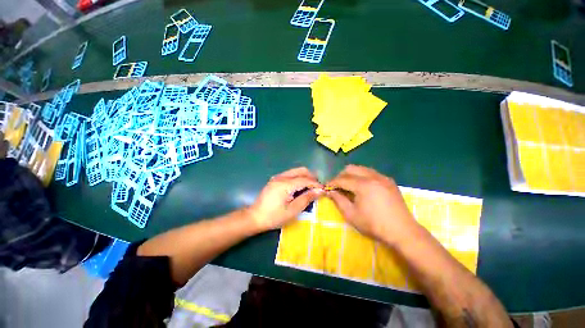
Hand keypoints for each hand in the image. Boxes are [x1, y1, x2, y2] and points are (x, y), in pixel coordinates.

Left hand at [249, 167, 323, 231]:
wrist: (255, 217)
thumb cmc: (274, 217)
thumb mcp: (293, 210)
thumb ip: (306, 198)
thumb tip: (319, 191)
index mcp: (285, 184)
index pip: (305, 179)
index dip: (315, 183)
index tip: (324, 189)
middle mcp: (281, 177)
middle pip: (301, 170)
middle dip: (311, 177)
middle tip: (317, 187)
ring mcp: (277, 177)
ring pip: (295, 171)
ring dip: (305, 176)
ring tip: (310, 187)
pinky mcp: (275, 180)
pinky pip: (290, 174)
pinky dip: (298, 178)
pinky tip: (300, 187)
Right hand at [326, 165, 416, 244]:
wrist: (403, 232)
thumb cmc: (374, 225)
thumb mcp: (351, 215)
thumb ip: (338, 200)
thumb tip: (330, 191)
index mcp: (363, 185)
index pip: (342, 179)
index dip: (332, 182)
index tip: (326, 186)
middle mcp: (373, 176)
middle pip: (351, 168)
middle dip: (341, 176)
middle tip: (337, 186)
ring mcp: (383, 177)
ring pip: (362, 169)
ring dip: (352, 175)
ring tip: (349, 186)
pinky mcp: (389, 181)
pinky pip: (371, 173)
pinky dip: (362, 177)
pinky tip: (362, 188)